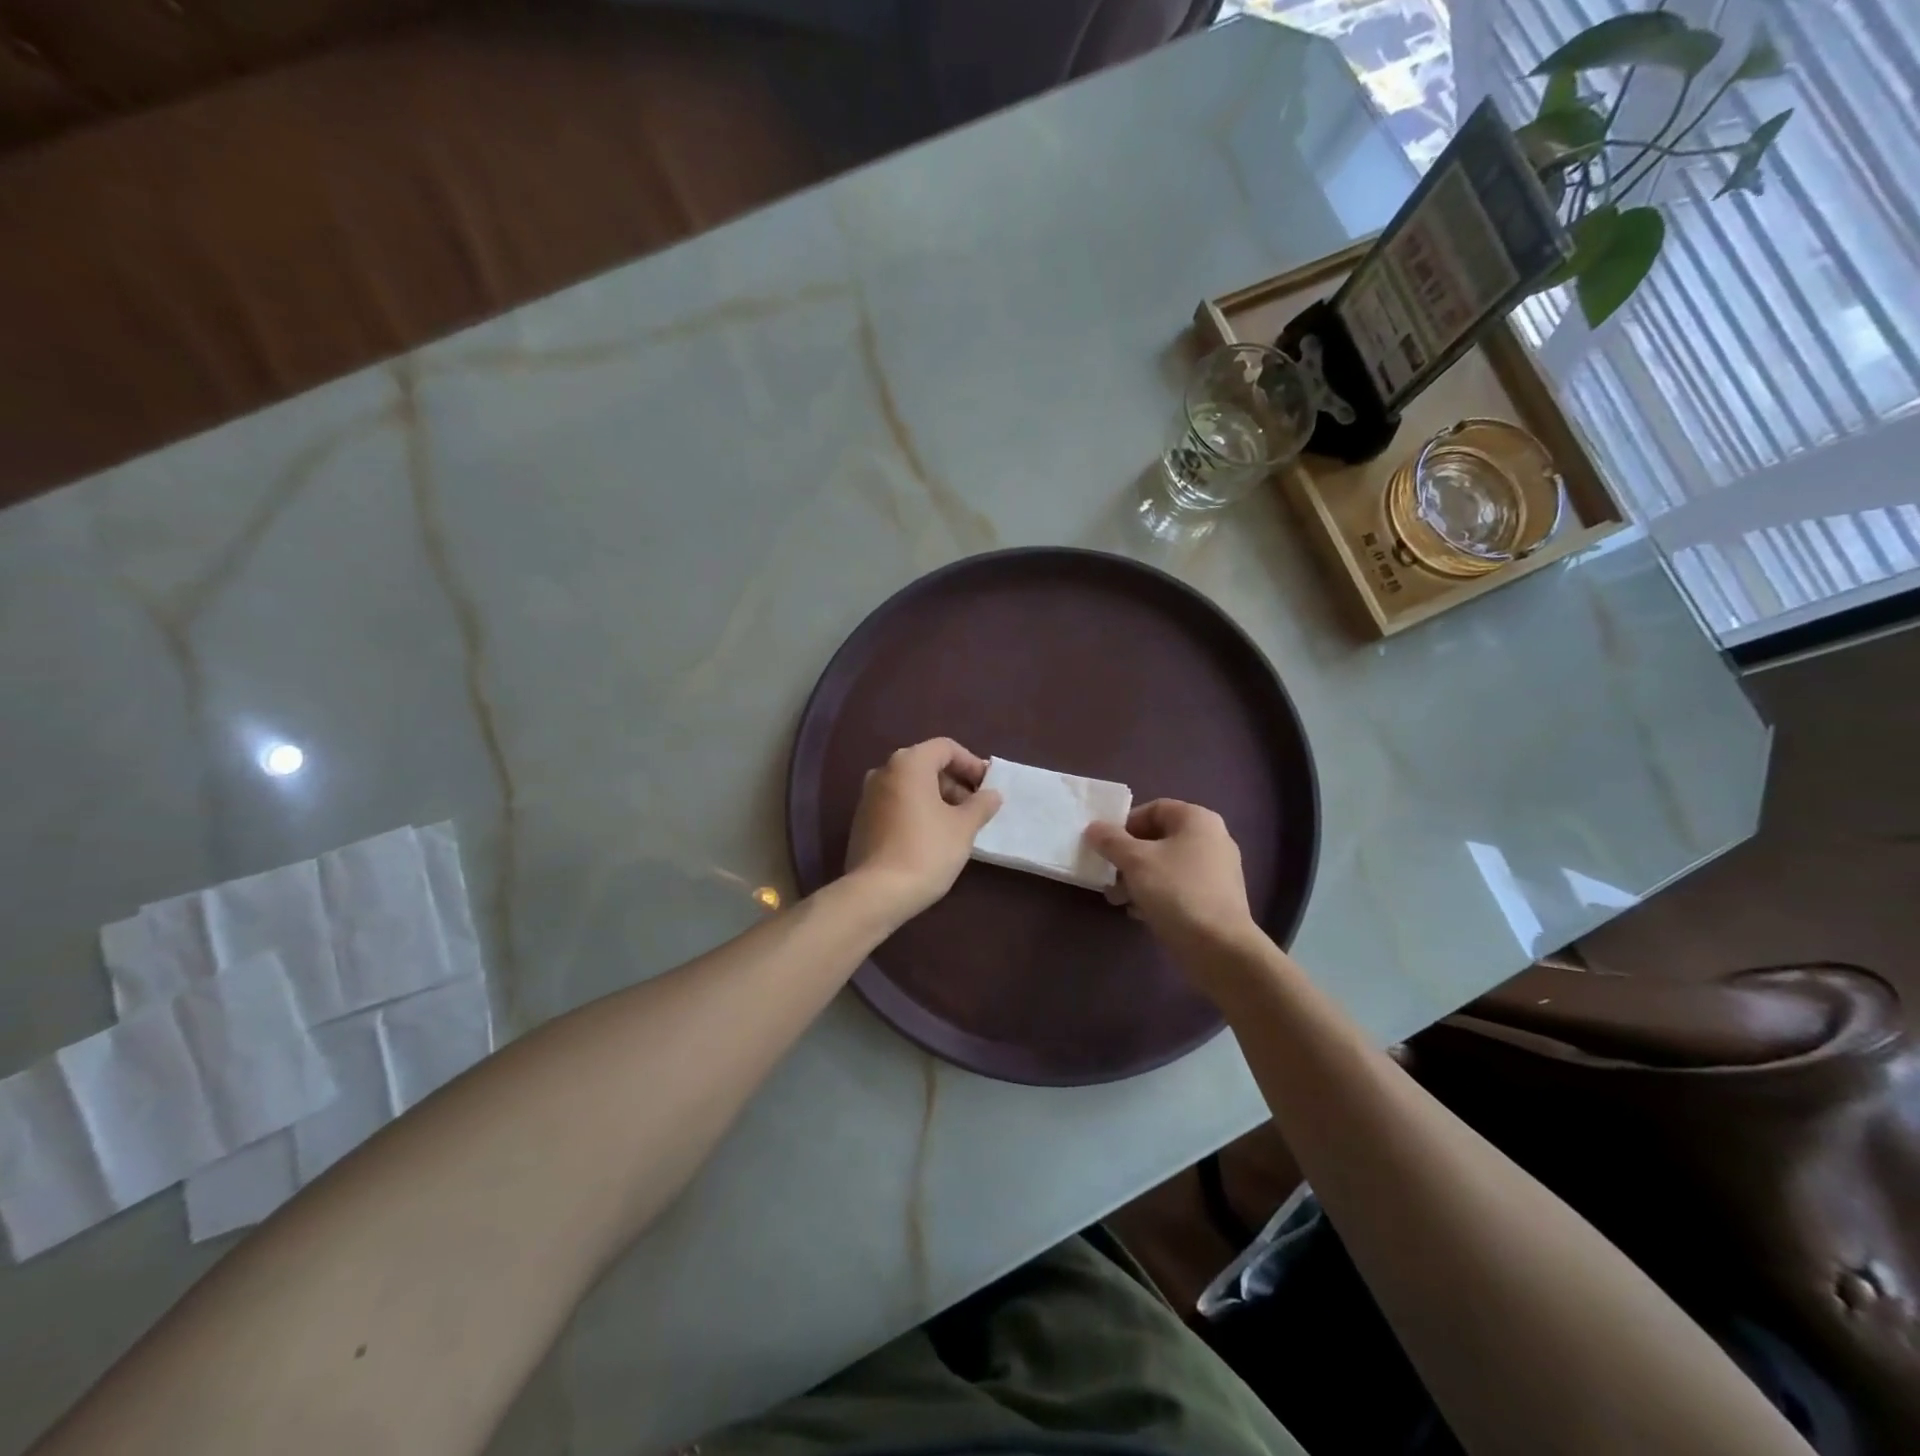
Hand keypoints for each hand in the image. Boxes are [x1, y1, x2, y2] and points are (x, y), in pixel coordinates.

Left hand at [846, 738, 1001, 921]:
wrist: (877, 893)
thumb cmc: (927, 851)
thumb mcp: (964, 827)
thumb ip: (981, 805)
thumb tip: (992, 795)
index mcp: (909, 763)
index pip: (946, 748)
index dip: (971, 763)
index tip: (987, 787)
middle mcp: (883, 771)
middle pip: (926, 765)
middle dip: (955, 783)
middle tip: (975, 808)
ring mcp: (868, 796)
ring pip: (910, 786)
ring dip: (936, 798)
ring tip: (957, 825)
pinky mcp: (861, 820)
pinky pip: (896, 804)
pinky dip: (917, 811)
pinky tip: (931, 837)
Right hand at [1085, 800, 1257, 955]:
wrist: (1219, 948)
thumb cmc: (1176, 891)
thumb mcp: (1135, 861)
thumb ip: (1110, 840)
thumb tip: (1094, 828)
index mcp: (1197, 820)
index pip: (1154, 809)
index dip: (1126, 824)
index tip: (1106, 846)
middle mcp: (1212, 839)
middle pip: (1159, 839)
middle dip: (1128, 857)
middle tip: (1108, 875)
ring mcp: (1217, 871)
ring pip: (1166, 865)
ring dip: (1138, 879)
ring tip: (1118, 899)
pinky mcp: (1216, 899)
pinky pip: (1179, 887)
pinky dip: (1157, 895)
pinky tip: (1139, 913)